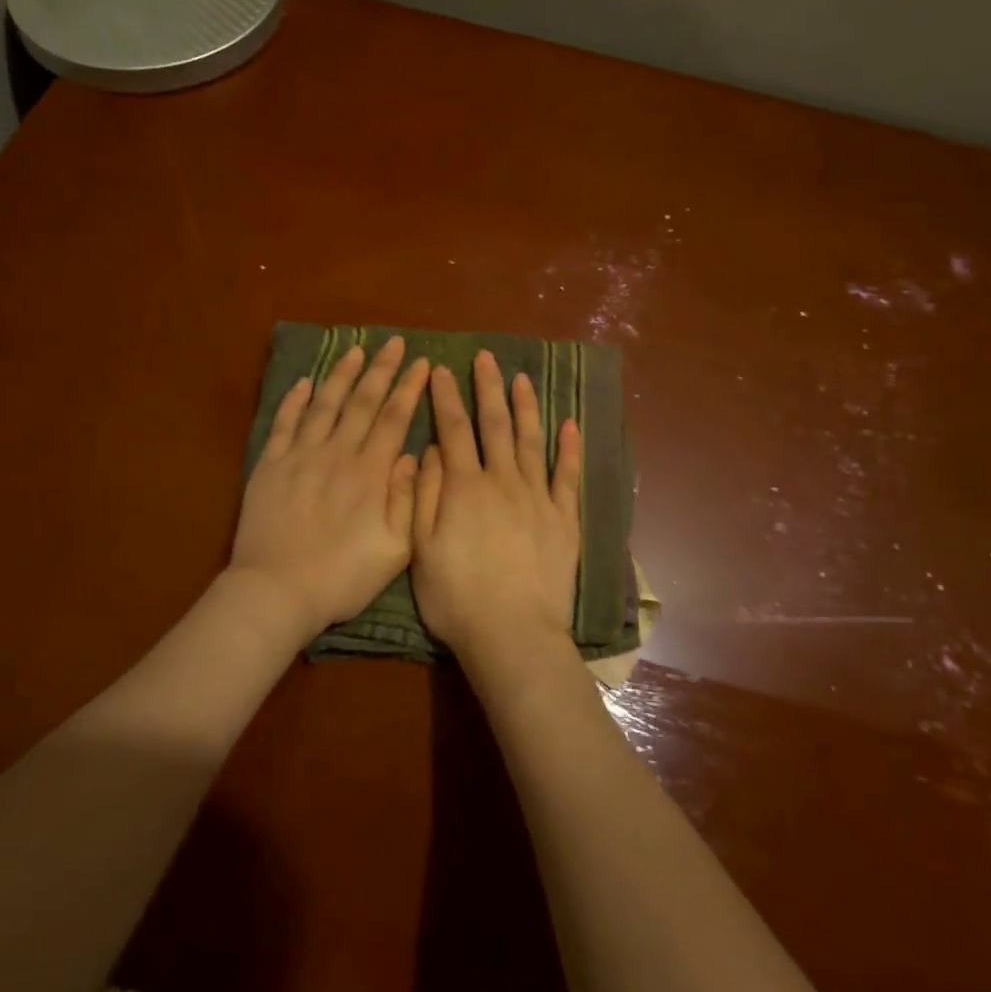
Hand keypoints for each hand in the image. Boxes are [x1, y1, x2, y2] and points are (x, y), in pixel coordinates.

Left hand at [229, 337, 429, 636]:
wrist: (277, 591)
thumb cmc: (341, 577)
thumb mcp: (394, 551)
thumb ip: (407, 500)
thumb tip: (412, 455)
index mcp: (370, 473)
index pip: (394, 418)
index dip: (409, 388)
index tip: (422, 363)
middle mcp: (336, 453)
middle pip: (362, 402)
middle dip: (381, 369)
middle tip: (395, 343)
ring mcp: (300, 456)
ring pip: (325, 404)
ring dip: (342, 374)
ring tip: (355, 349)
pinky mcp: (270, 465)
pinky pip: (284, 423)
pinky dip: (295, 400)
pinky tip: (305, 382)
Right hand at [411, 349, 581, 671]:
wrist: (513, 634)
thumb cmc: (456, 597)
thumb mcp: (420, 548)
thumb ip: (424, 494)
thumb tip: (431, 450)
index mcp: (464, 487)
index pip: (453, 429)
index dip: (446, 396)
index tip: (441, 369)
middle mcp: (503, 481)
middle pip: (495, 425)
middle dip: (489, 388)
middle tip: (487, 357)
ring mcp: (538, 498)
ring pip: (532, 440)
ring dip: (526, 406)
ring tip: (522, 378)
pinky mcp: (564, 519)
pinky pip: (568, 476)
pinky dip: (569, 448)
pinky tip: (570, 424)